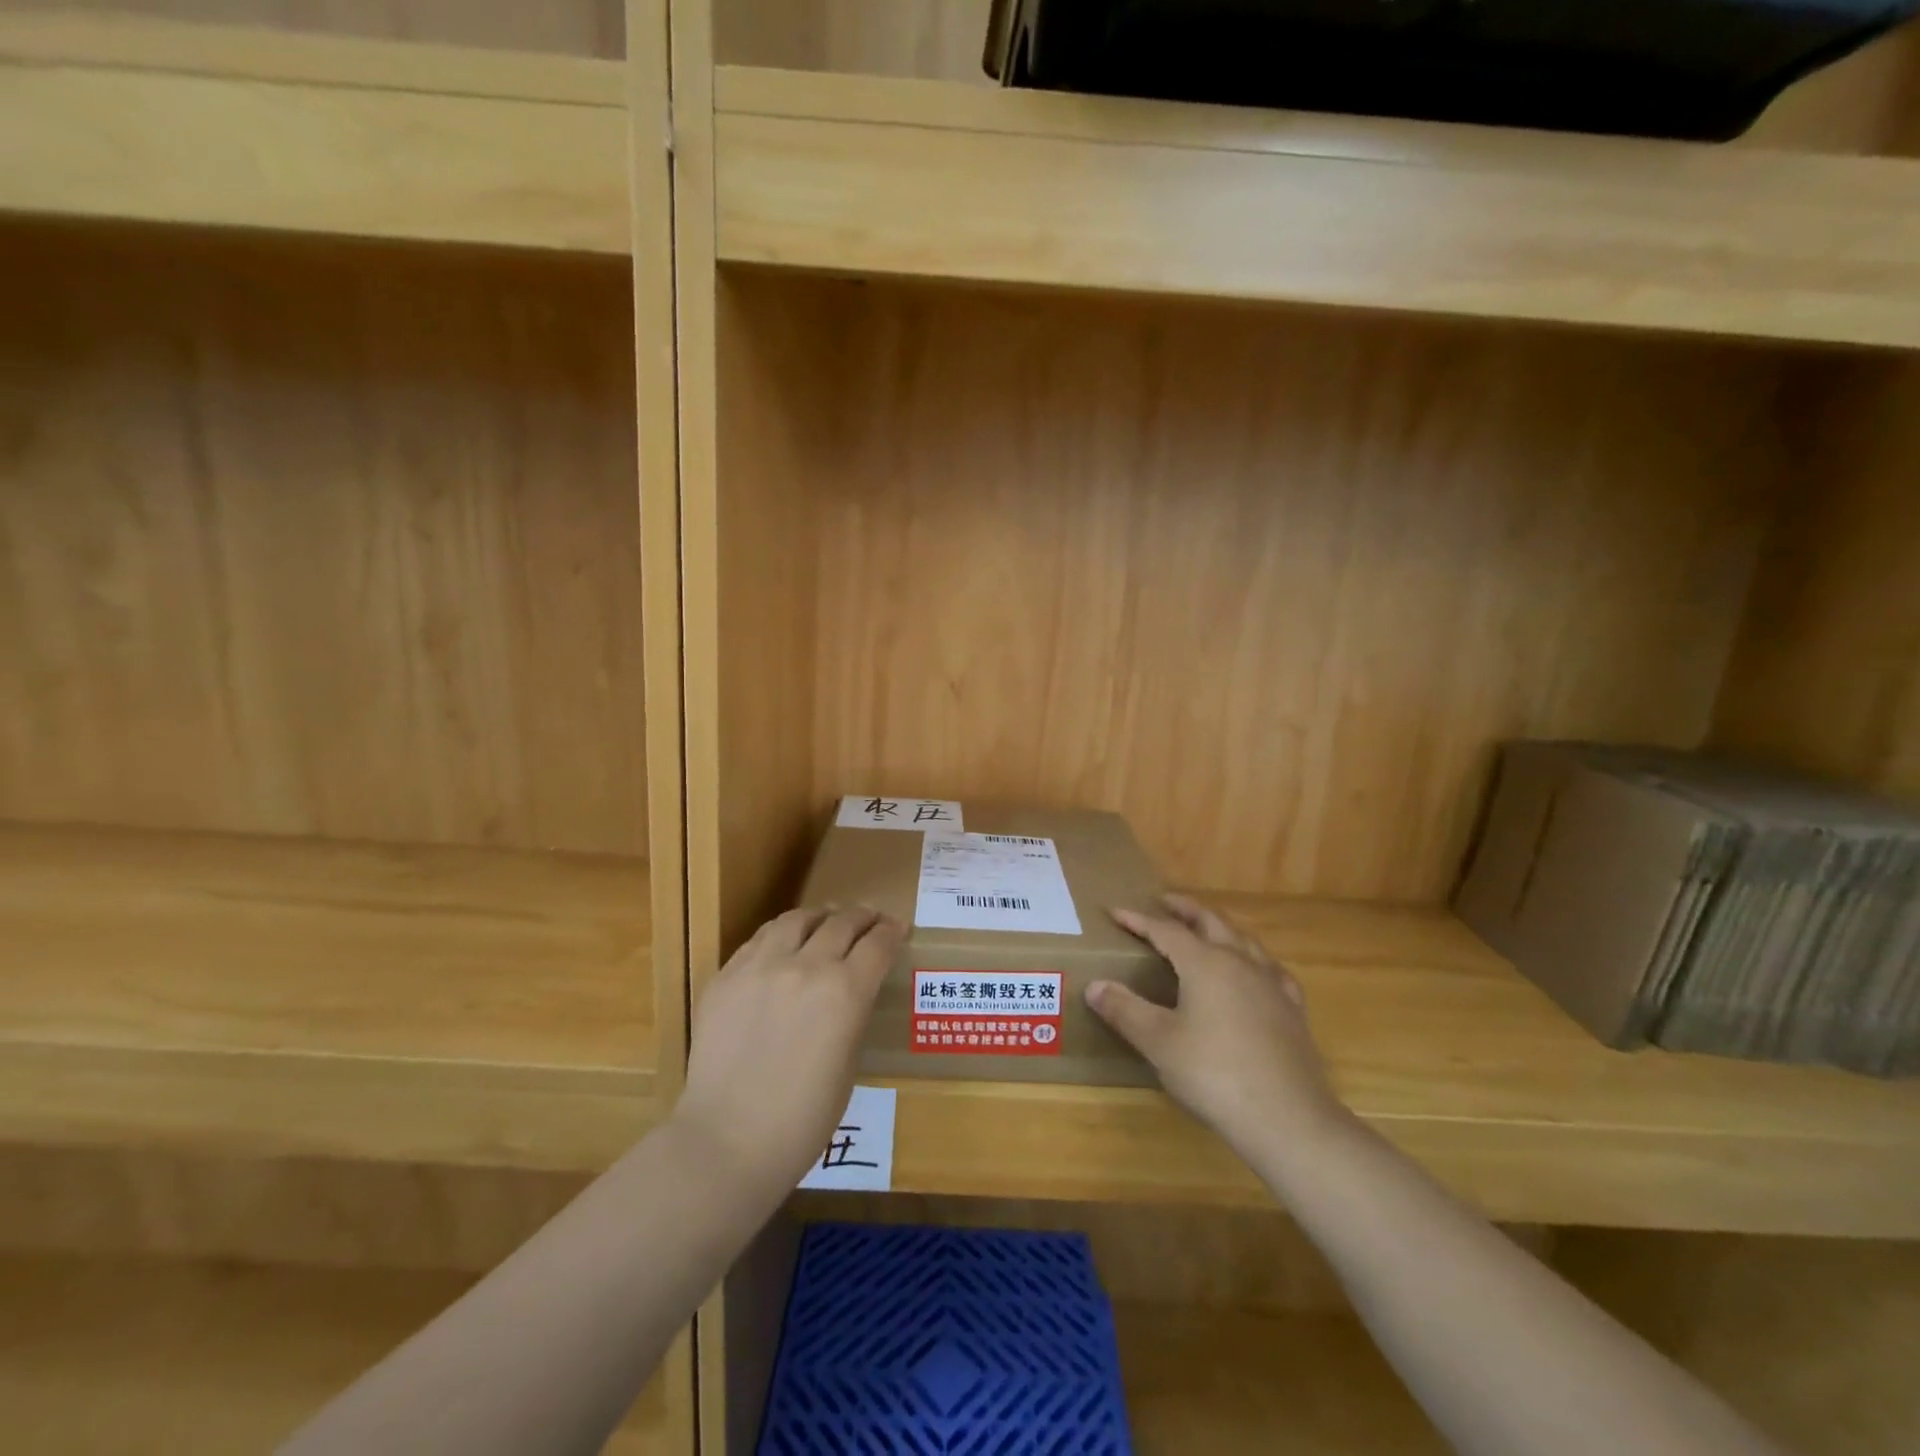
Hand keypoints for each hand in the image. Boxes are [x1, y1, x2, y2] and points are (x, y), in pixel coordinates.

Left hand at [673, 906, 903, 1198]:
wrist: (728, 1141)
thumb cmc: (803, 1119)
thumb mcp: (848, 1064)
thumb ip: (852, 1014)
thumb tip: (851, 991)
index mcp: (845, 991)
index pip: (877, 943)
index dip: (891, 931)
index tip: (896, 928)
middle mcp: (806, 966)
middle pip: (841, 922)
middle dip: (862, 917)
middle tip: (869, 919)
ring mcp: (761, 966)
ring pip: (796, 919)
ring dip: (819, 917)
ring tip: (824, 922)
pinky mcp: (726, 976)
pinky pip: (759, 940)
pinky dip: (780, 936)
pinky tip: (783, 945)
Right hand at [1088, 894, 1350, 1161]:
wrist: (1288, 1118)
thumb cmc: (1214, 1074)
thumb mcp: (1158, 1042)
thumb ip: (1124, 1009)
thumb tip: (1094, 985)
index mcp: (1205, 963)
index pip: (1166, 930)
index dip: (1139, 920)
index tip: (1116, 912)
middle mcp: (1240, 962)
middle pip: (1211, 921)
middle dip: (1186, 908)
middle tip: (1165, 901)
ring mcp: (1271, 984)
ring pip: (1244, 940)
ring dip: (1220, 927)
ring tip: (1206, 928)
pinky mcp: (1292, 1010)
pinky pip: (1271, 970)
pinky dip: (1254, 959)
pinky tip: (1256, 971)